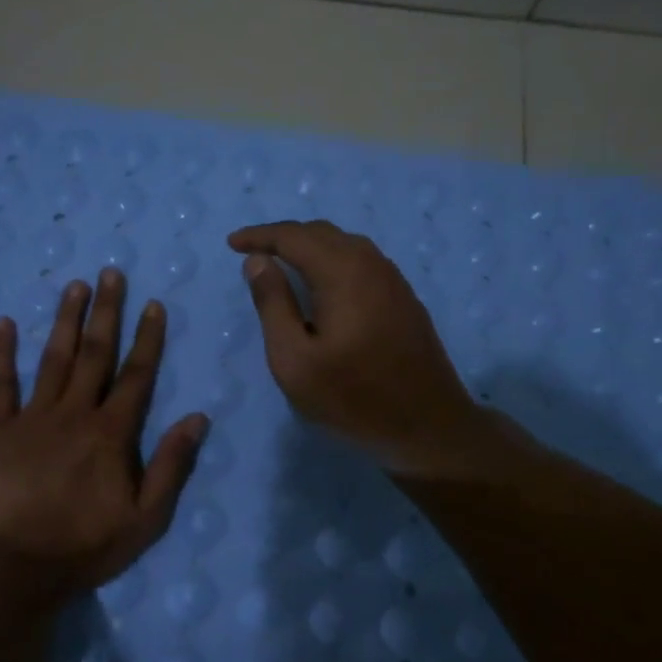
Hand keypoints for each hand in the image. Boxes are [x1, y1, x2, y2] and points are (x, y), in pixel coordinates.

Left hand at [0, 268, 208, 592]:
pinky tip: (3, 323)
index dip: (147, 337)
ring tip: (74, 285)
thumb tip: (198, 417)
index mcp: (111, 433)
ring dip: (64, 319)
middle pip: (94, 353)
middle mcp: (74, 413)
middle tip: (110, 273)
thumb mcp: (146, 517)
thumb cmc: (87, 546)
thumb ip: (171, 464)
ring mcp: (31, 418)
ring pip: (52, 358)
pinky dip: (0, 353)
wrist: (18, 570)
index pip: (136, 374)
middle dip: (105, 311)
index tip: (153, 303)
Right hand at [229, 220, 492, 476]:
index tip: (232, 243)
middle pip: (322, 233)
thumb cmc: (353, 399)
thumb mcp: (295, 360)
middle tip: (253, 253)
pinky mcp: (404, 299)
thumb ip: (273, 304)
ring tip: (282, 263)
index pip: (294, 237)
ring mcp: (394, 280)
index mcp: (343, 273)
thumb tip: (258, 261)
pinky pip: (362, 262)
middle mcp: (371, 264)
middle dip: (284, 237)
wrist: (428, 428)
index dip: (260, 236)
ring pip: (345, 245)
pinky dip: (333, 260)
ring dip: (310, 246)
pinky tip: (323, 283)